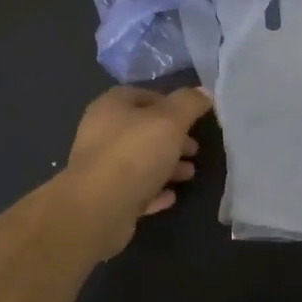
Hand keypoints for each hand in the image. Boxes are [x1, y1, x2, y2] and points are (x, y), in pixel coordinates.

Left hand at [63, 86, 213, 255]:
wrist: (97, 210)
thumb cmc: (134, 154)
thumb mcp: (170, 121)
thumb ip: (189, 103)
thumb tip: (204, 91)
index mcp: (110, 107)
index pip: (141, 95)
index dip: (168, 102)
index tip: (191, 116)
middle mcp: (100, 133)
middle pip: (142, 130)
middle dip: (171, 138)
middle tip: (195, 149)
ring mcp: (100, 168)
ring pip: (139, 161)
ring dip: (166, 165)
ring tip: (189, 173)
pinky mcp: (103, 198)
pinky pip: (134, 189)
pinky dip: (153, 190)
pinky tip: (171, 196)